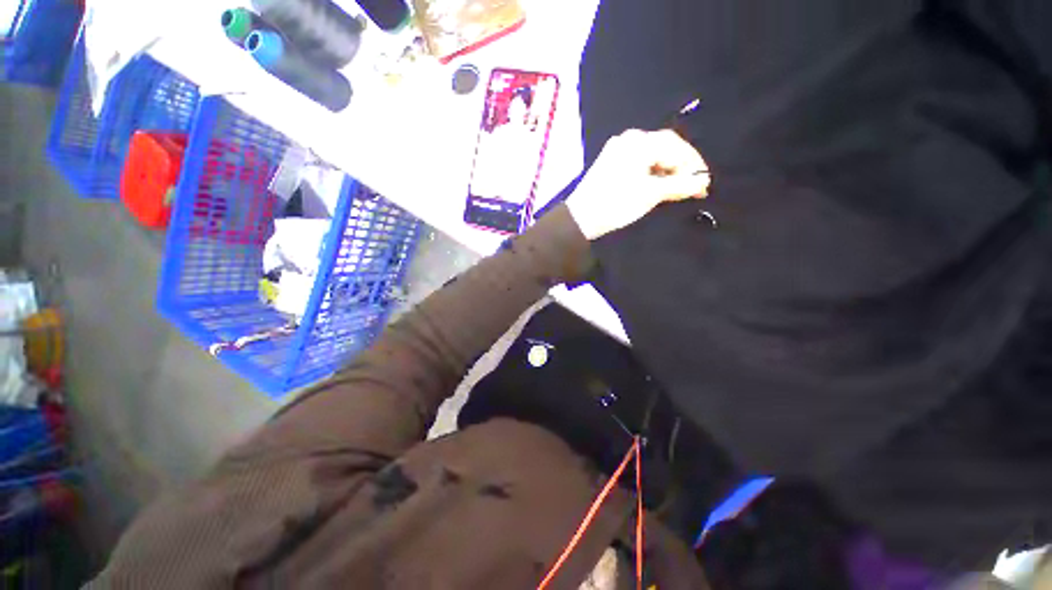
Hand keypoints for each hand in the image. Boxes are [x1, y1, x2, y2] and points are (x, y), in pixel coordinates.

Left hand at [566, 129, 709, 239]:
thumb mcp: (651, 194)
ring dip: (667, 171)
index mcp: (639, 142)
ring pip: (651, 156)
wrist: (580, 218)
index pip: (676, 147)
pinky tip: (658, 185)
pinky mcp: (610, 163)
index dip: (693, 165)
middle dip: (681, 167)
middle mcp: (628, 139)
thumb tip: (702, 182)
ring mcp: (617, 150)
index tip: (704, 184)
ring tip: (678, 188)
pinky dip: (651, 173)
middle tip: (694, 187)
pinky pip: (638, 162)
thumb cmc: (616, 204)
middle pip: (664, 148)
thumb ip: (679, 185)